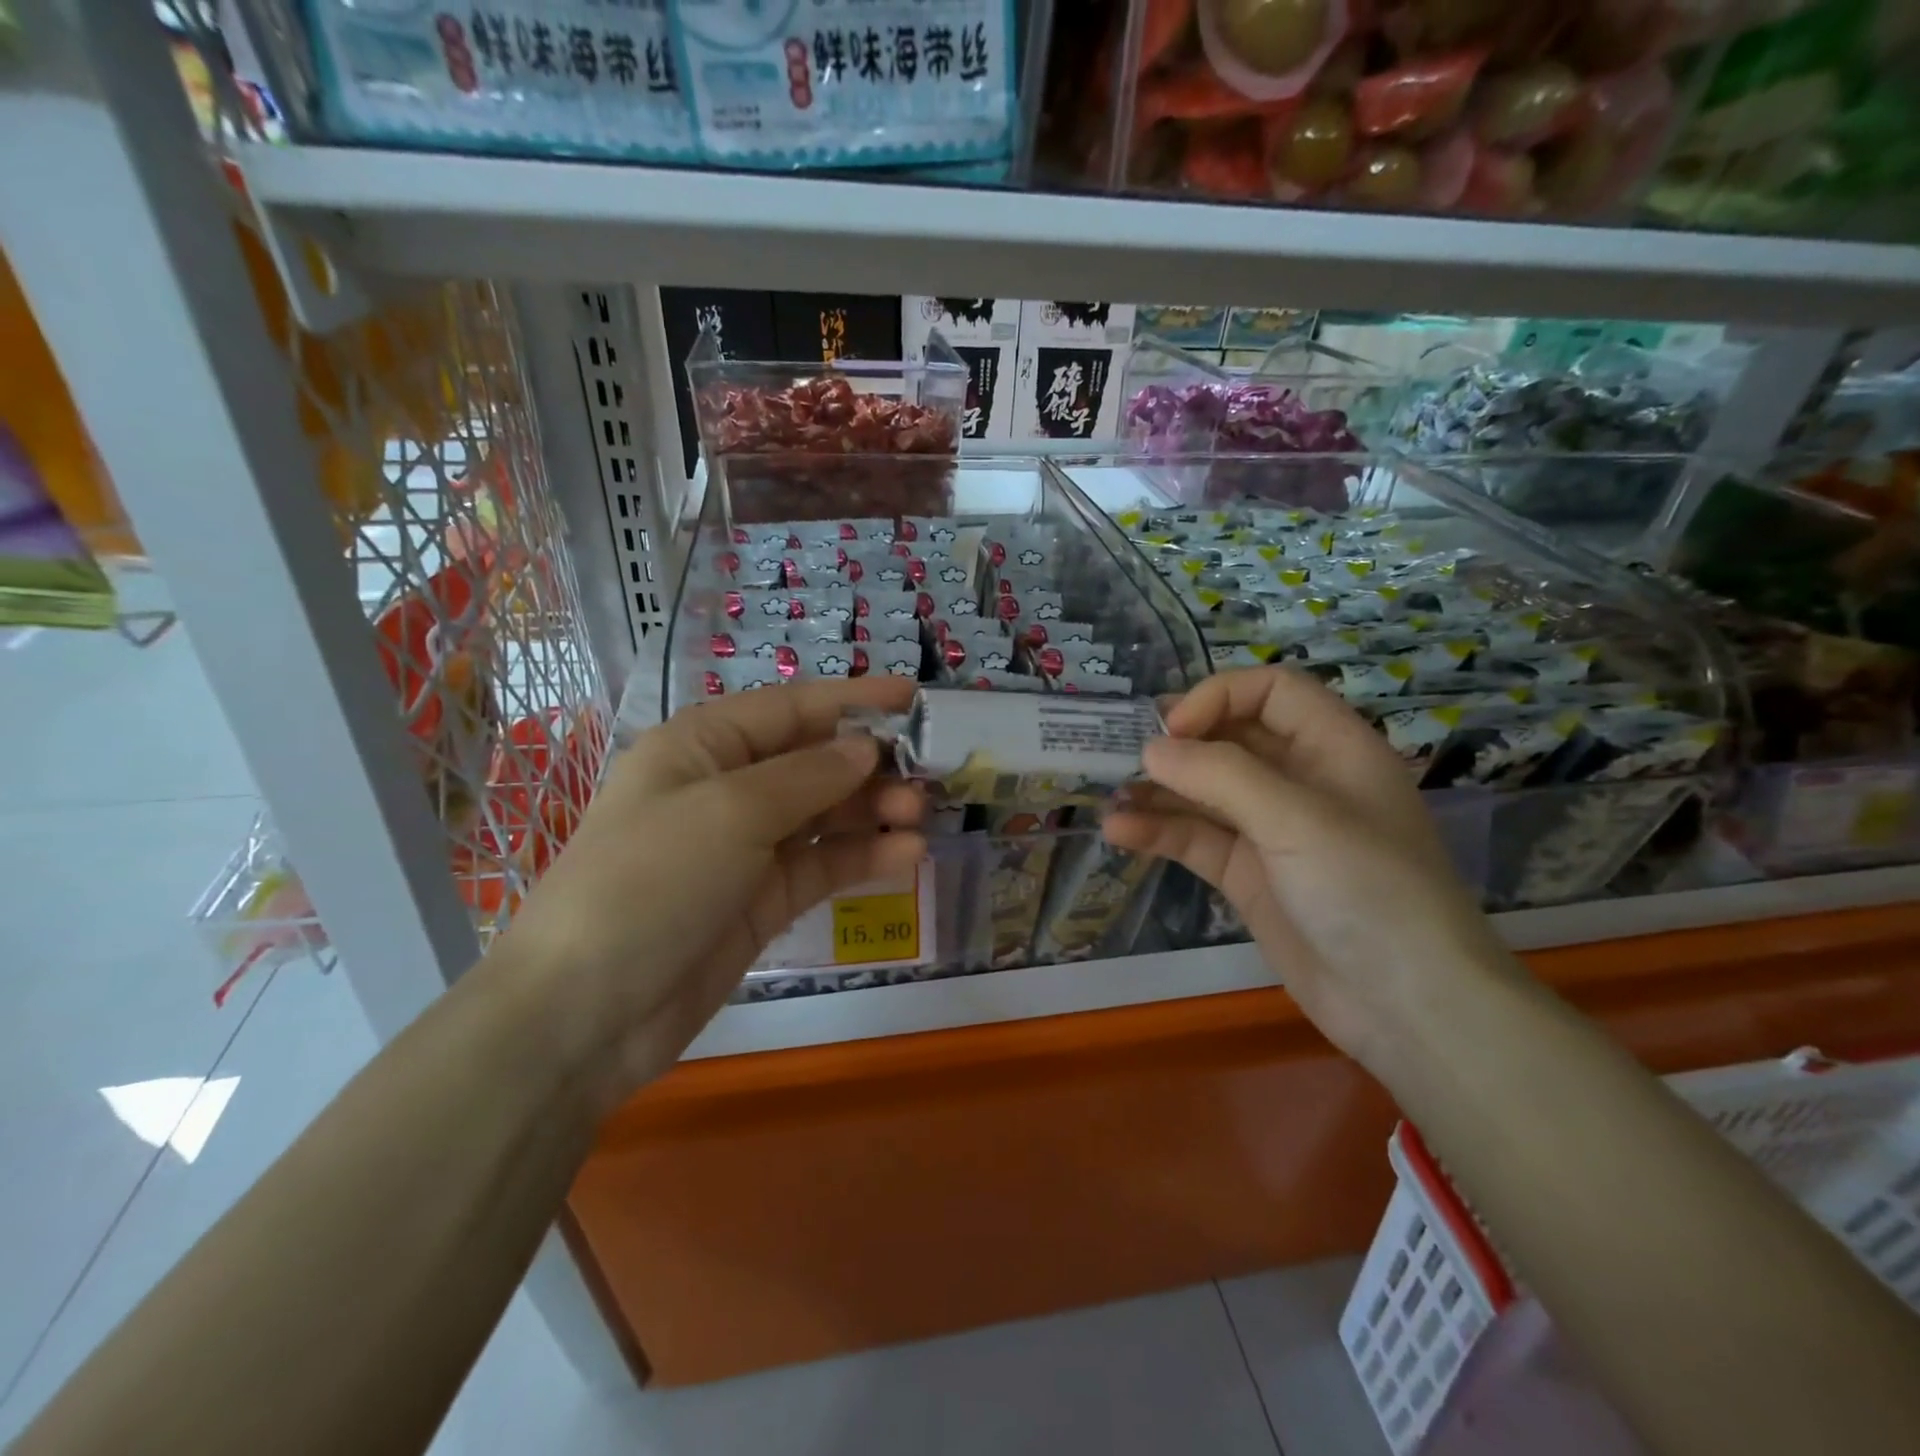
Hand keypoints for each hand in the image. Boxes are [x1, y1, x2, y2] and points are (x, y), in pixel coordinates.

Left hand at [495, 678, 925, 1098]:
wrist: (588, 1013)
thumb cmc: (652, 881)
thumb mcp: (731, 812)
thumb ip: (808, 776)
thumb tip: (867, 748)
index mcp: (703, 746)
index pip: (790, 708)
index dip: (853, 700)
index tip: (915, 698)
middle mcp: (726, 788)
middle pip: (813, 761)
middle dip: (870, 764)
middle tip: (926, 778)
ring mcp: (745, 848)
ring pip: (824, 815)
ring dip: (873, 811)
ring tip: (919, 817)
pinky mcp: (762, 900)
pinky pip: (821, 865)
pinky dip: (862, 857)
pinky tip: (905, 855)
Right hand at [1103, 666, 1518, 1077]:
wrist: (1406, 1007)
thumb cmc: (1367, 891)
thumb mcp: (1297, 819)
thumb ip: (1220, 775)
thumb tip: (1152, 749)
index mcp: (1332, 748)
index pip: (1271, 692)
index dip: (1219, 698)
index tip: (1173, 730)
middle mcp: (1301, 781)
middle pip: (1231, 739)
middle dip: (1179, 744)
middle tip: (1123, 754)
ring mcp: (1272, 832)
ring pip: (1206, 793)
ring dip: (1159, 792)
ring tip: (1109, 797)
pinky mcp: (1249, 876)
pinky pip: (1197, 840)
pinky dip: (1159, 833)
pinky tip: (1119, 833)